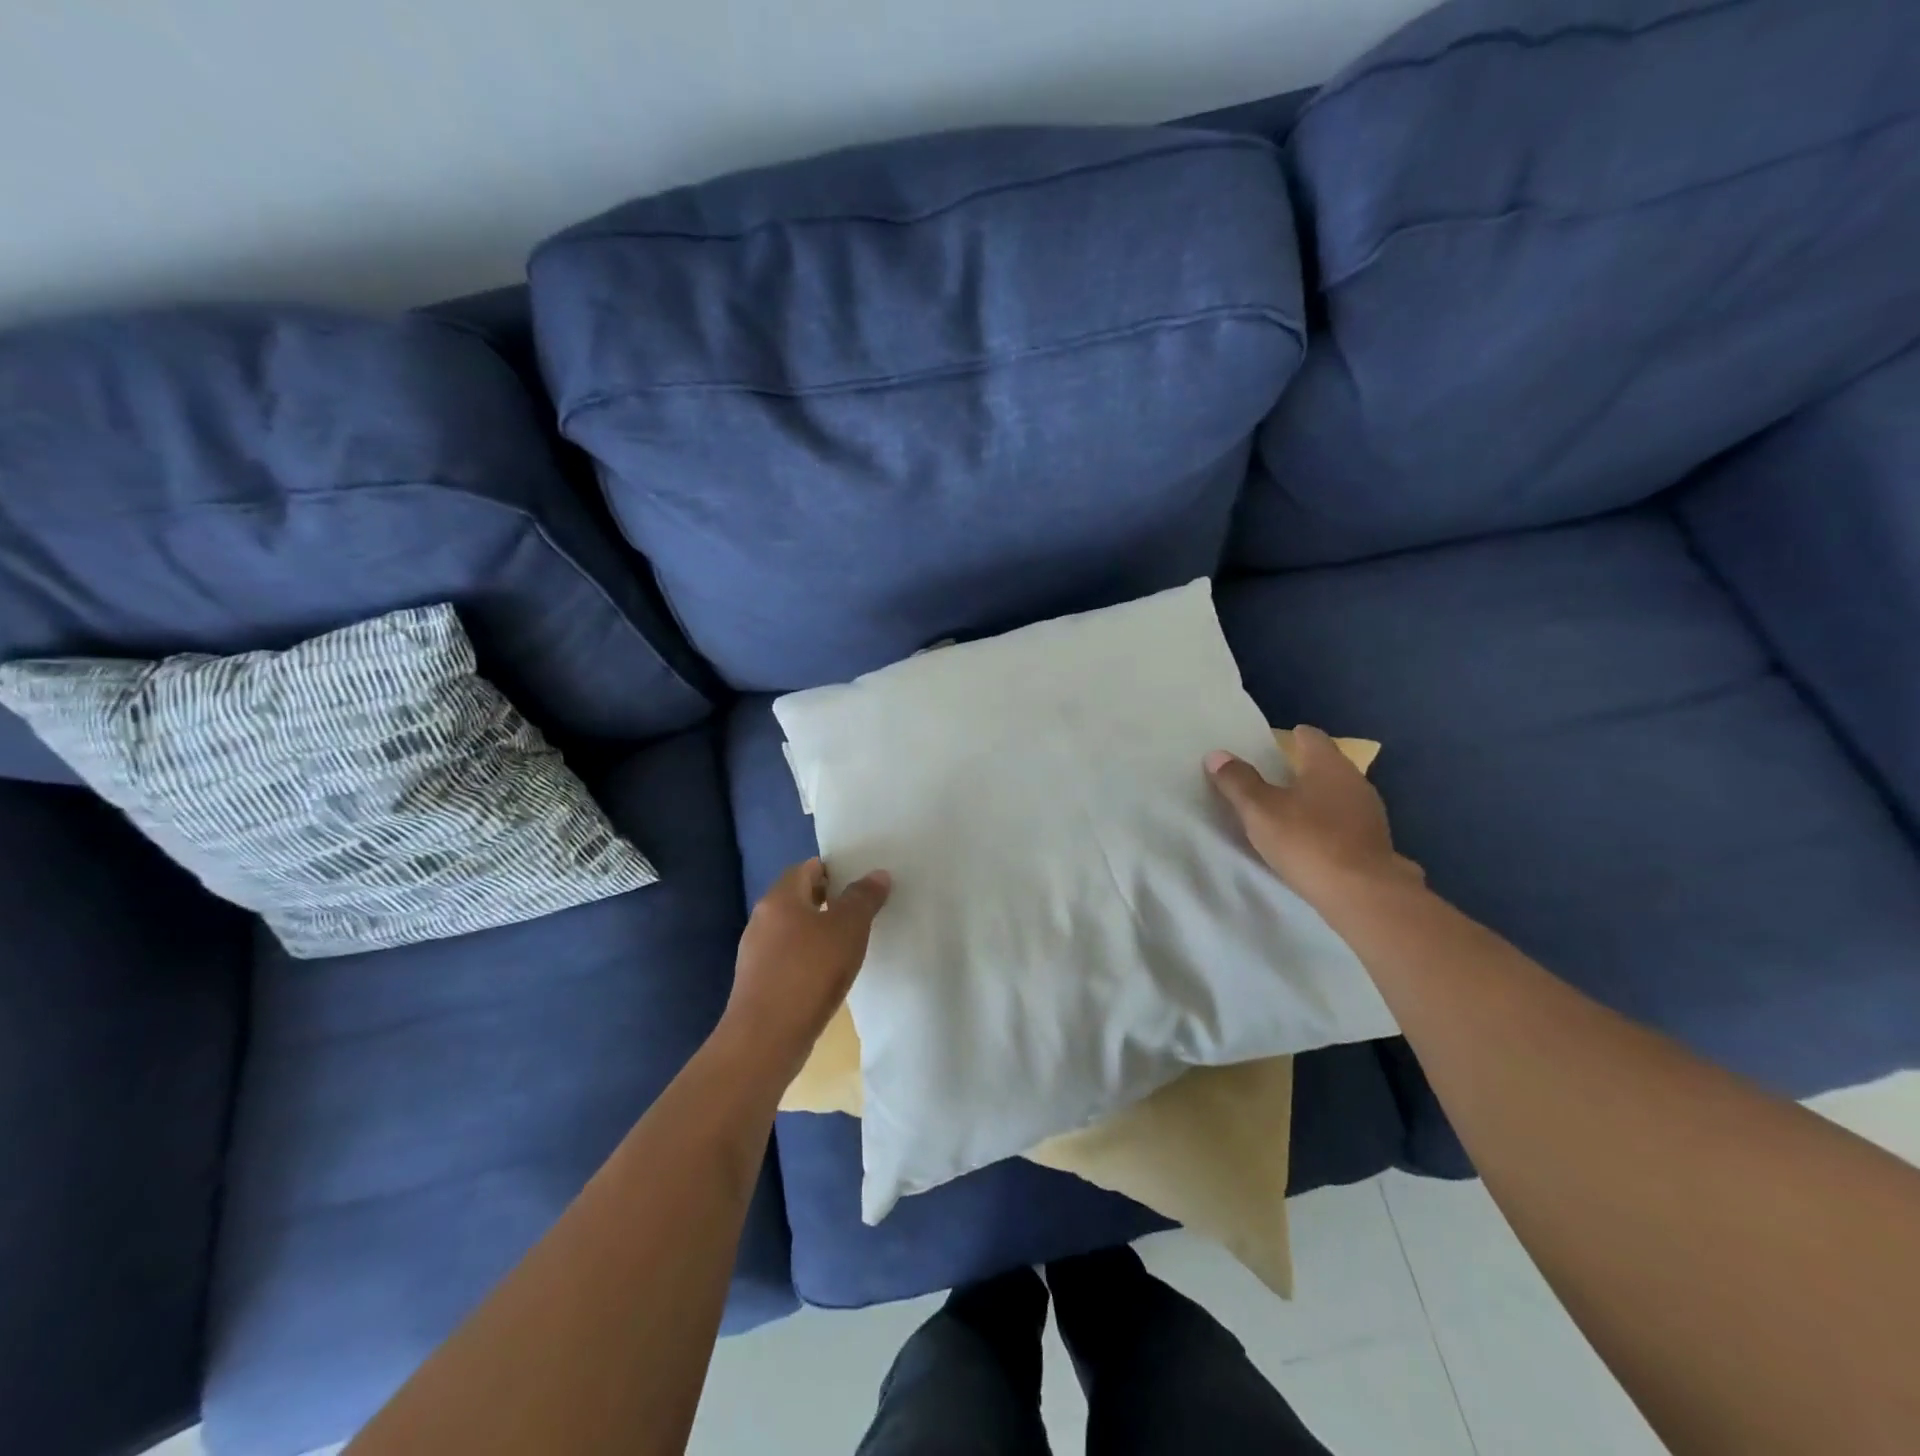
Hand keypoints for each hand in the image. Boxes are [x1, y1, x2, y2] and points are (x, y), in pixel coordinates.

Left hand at [724, 858, 891, 1080]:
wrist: (765, 1039)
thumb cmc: (809, 972)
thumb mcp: (848, 929)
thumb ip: (863, 898)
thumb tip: (877, 874)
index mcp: (780, 898)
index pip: (806, 868)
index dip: (833, 869)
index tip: (860, 880)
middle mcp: (763, 919)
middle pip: (799, 897)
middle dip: (829, 900)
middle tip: (862, 908)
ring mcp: (757, 952)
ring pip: (793, 929)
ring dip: (819, 930)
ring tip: (851, 941)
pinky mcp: (759, 982)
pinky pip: (789, 956)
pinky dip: (809, 956)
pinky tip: (830, 973)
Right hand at [1205, 725, 1422, 911]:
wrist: (1362, 894)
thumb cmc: (1308, 841)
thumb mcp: (1260, 810)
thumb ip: (1238, 781)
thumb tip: (1217, 755)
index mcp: (1329, 765)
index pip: (1311, 737)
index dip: (1290, 738)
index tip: (1270, 747)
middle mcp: (1355, 781)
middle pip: (1326, 765)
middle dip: (1301, 770)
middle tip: (1270, 779)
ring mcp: (1370, 813)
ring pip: (1337, 795)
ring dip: (1315, 799)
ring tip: (1287, 812)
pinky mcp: (1375, 843)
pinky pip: (1345, 822)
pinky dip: (1328, 824)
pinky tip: (1311, 840)